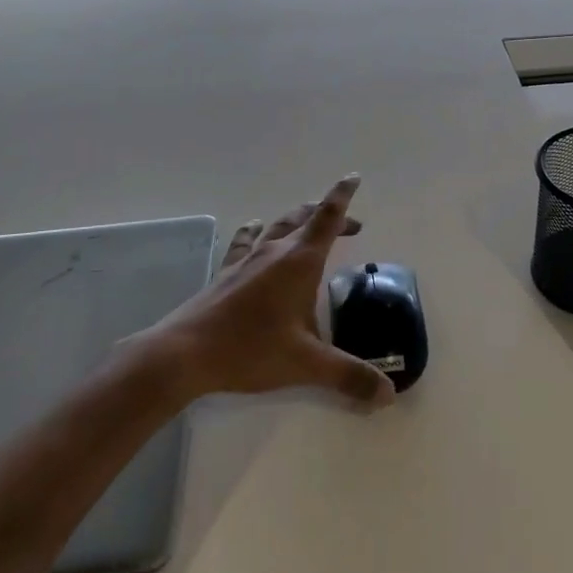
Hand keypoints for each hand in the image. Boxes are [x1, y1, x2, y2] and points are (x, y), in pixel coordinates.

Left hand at [150, 175, 394, 407]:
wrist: (184, 353)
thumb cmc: (250, 349)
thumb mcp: (306, 364)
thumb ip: (348, 376)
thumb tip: (388, 394)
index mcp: (300, 261)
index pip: (327, 218)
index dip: (343, 196)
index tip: (353, 177)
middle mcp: (275, 252)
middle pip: (305, 218)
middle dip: (329, 215)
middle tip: (351, 225)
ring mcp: (247, 260)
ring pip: (277, 226)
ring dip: (298, 220)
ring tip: (308, 222)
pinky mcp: (226, 273)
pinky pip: (246, 242)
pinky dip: (256, 232)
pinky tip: (254, 230)